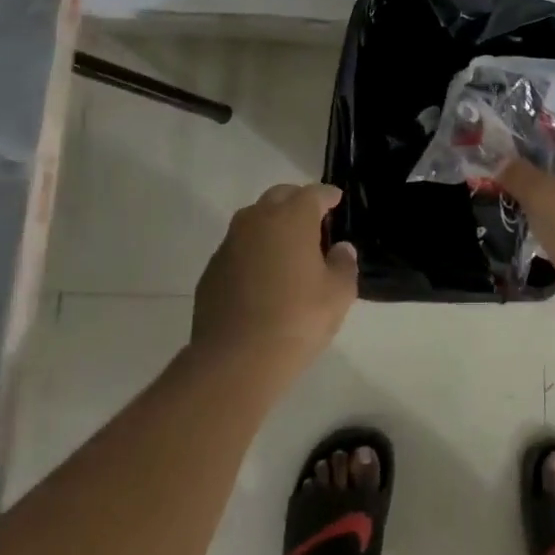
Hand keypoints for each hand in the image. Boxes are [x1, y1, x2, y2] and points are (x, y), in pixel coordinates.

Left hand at [190, 183, 358, 384]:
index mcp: (291, 218)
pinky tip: (262, 276)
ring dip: (271, 225)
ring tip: (287, 248)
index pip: (313, 194)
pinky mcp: (211, 269)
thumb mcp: (338, 295)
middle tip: (313, 221)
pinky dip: (252, 252)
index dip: (327, 195)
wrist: (235, 360)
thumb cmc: (297, 319)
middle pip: (279, 197)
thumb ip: (343, 264)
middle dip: (297, 202)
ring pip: (253, 220)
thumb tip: (340, 249)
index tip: (336, 200)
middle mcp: (257, 220)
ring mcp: (229, 244)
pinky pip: (238, 248)